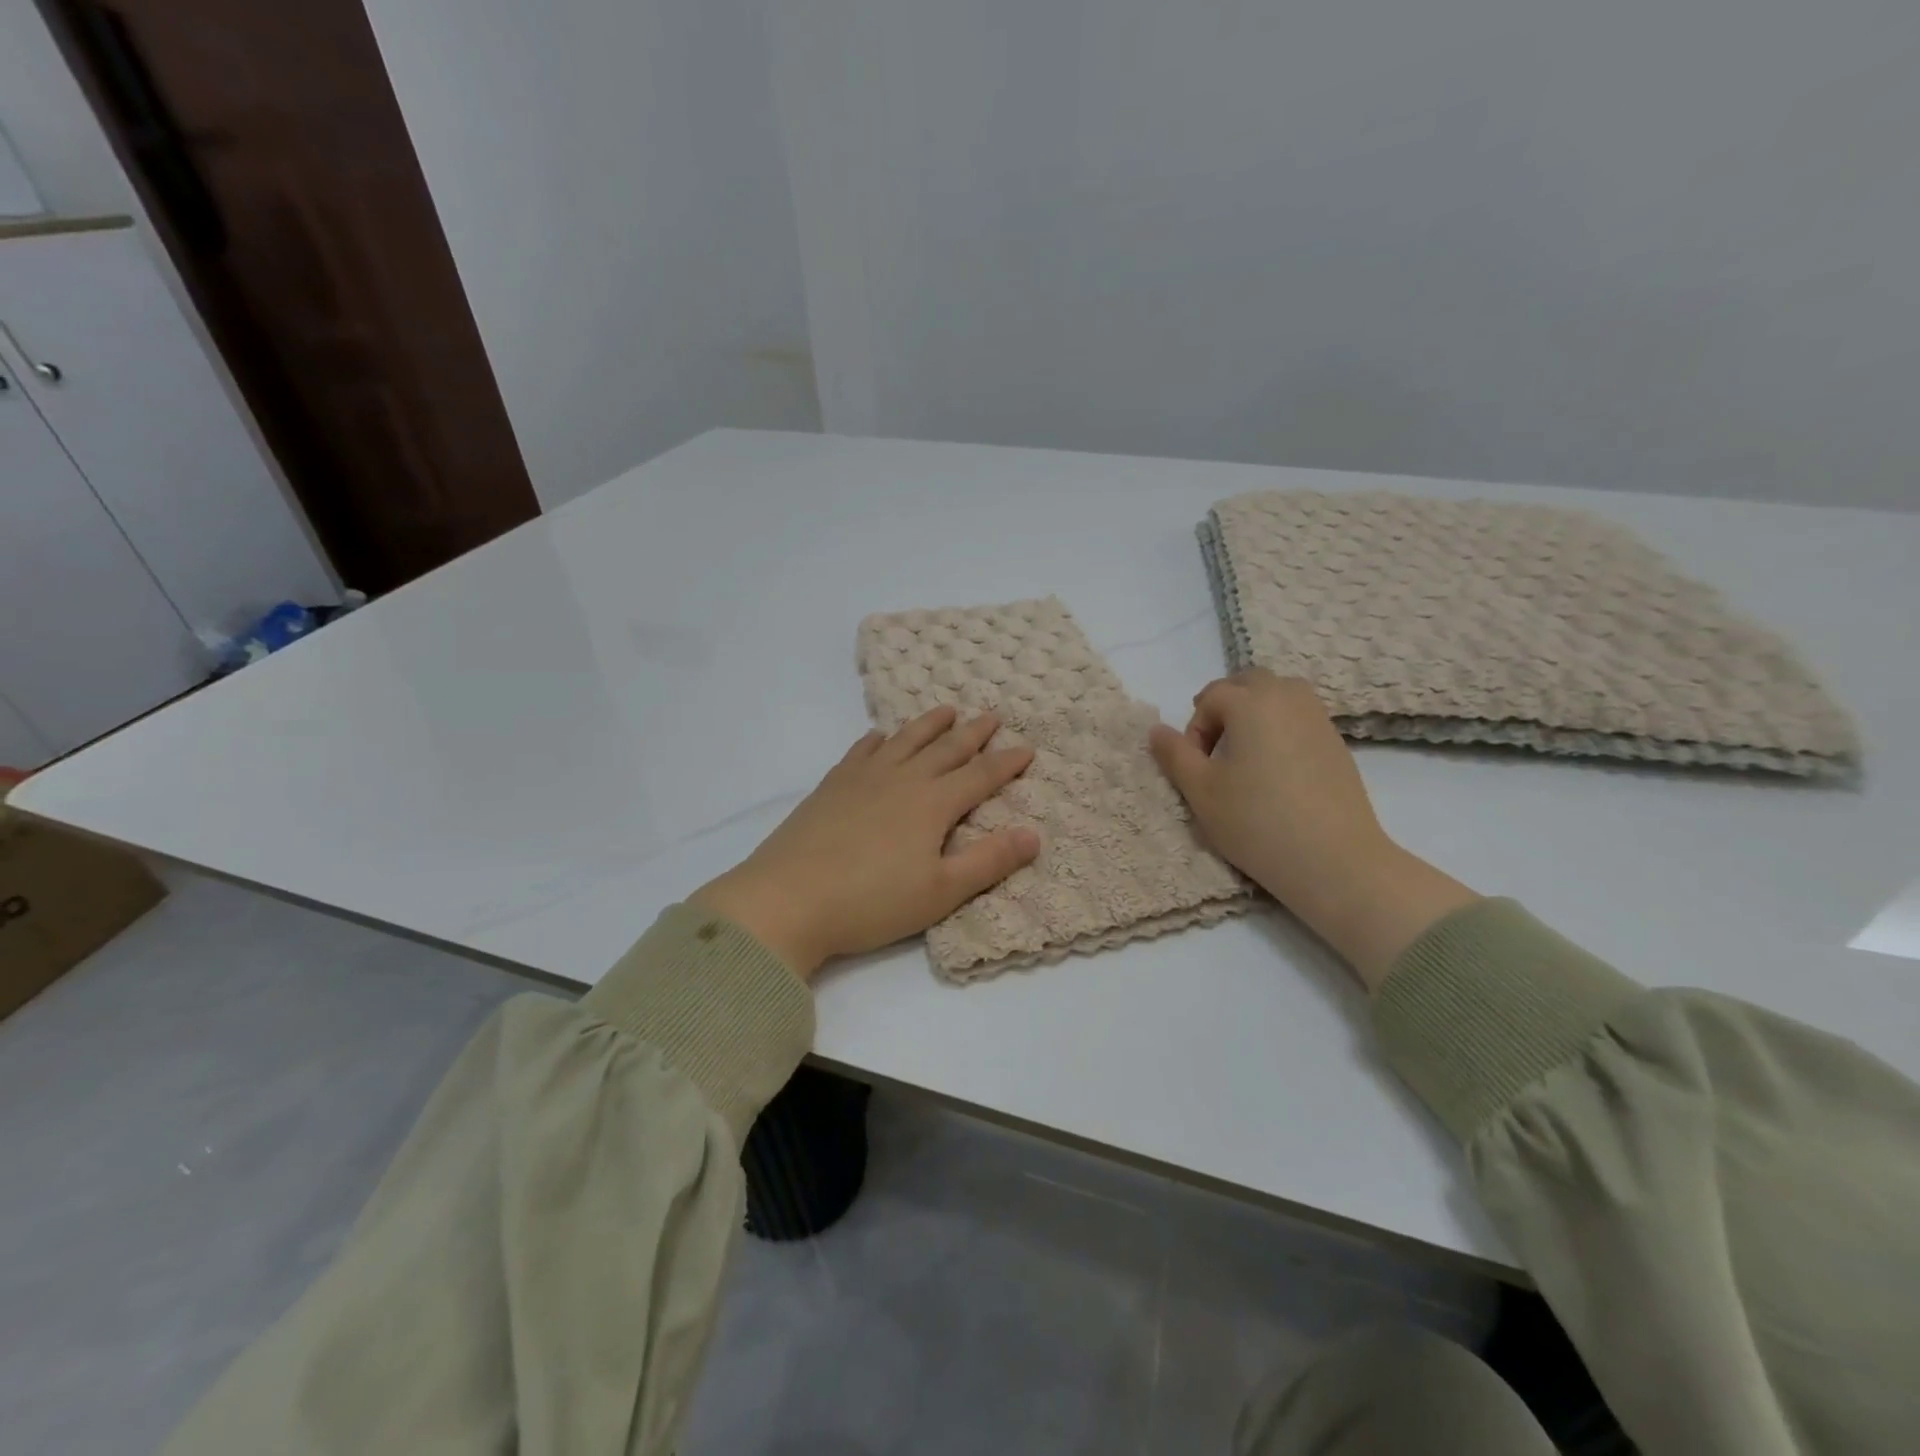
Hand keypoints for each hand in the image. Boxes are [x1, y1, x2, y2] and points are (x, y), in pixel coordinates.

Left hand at [690, 707, 1039, 978]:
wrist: (788, 898)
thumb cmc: (871, 902)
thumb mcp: (941, 892)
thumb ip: (989, 861)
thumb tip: (1034, 835)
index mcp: (933, 804)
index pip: (980, 776)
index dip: (1006, 762)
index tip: (1027, 747)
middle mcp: (902, 779)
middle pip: (946, 749)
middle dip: (973, 733)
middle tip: (992, 715)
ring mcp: (863, 778)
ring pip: (905, 741)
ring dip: (929, 724)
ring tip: (946, 710)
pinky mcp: (832, 785)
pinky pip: (861, 750)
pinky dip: (877, 739)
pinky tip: (879, 736)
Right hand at [1149, 671, 1476, 991]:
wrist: (1332, 859)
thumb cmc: (1256, 821)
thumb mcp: (1200, 791)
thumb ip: (1174, 754)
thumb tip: (1157, 730)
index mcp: (1251, 702)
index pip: (1210, 697)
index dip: (1195, 729)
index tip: (1196, 767)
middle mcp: (1287, 697)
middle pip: (1247, 682)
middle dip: (1224, 707)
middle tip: (1215, 751)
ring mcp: (1318, 717)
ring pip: (1278, 694)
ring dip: (1254, 713)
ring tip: (1245, 756)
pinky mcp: (1336, 741)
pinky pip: (1299, 716)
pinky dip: (1280, 727)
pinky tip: (1276, 771)